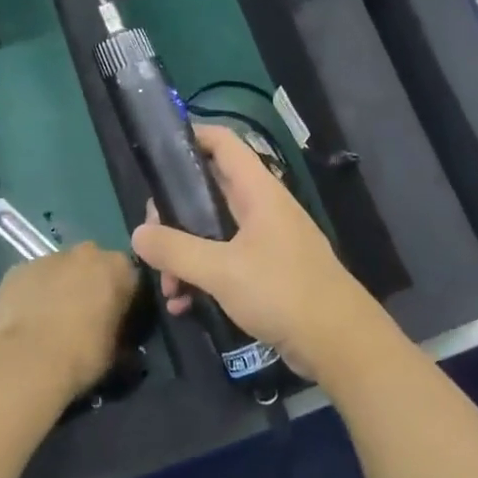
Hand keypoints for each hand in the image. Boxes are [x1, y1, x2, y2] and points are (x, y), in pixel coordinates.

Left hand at [0, 244, 137, 401]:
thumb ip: (118, 331)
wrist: (26, 361)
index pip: (128, 277)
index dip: (122, 300)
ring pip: (59, 270)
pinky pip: (32, 279)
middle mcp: (86, 253)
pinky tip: (26, 320)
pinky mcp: (18, 268)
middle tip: (82, 318)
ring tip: (49, 321)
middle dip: (89, 285)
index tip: (115, 320)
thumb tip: (117, 336)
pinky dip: (32, 293)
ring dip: (59, 287)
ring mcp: (48, 257)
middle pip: (92, 265)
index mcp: (118, 267)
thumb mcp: (116, 350)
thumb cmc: (82, 356)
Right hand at [131, 124, 394, 379]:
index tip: (157, 151)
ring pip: (213, 231)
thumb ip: (176, 250)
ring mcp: (266, 239)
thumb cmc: (282, 292)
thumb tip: (138, 233)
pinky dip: (203, 276)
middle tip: (153, 240)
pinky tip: (184, 305)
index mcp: (258, 191)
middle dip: (175, 214)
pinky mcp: (268, 271)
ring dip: (185, 254)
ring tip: (168, 289)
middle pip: (209, 190)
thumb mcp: (222, 271)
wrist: (339, 342)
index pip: (223, 142)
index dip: (192, 135)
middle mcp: (262, 208)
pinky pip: (226, 262)